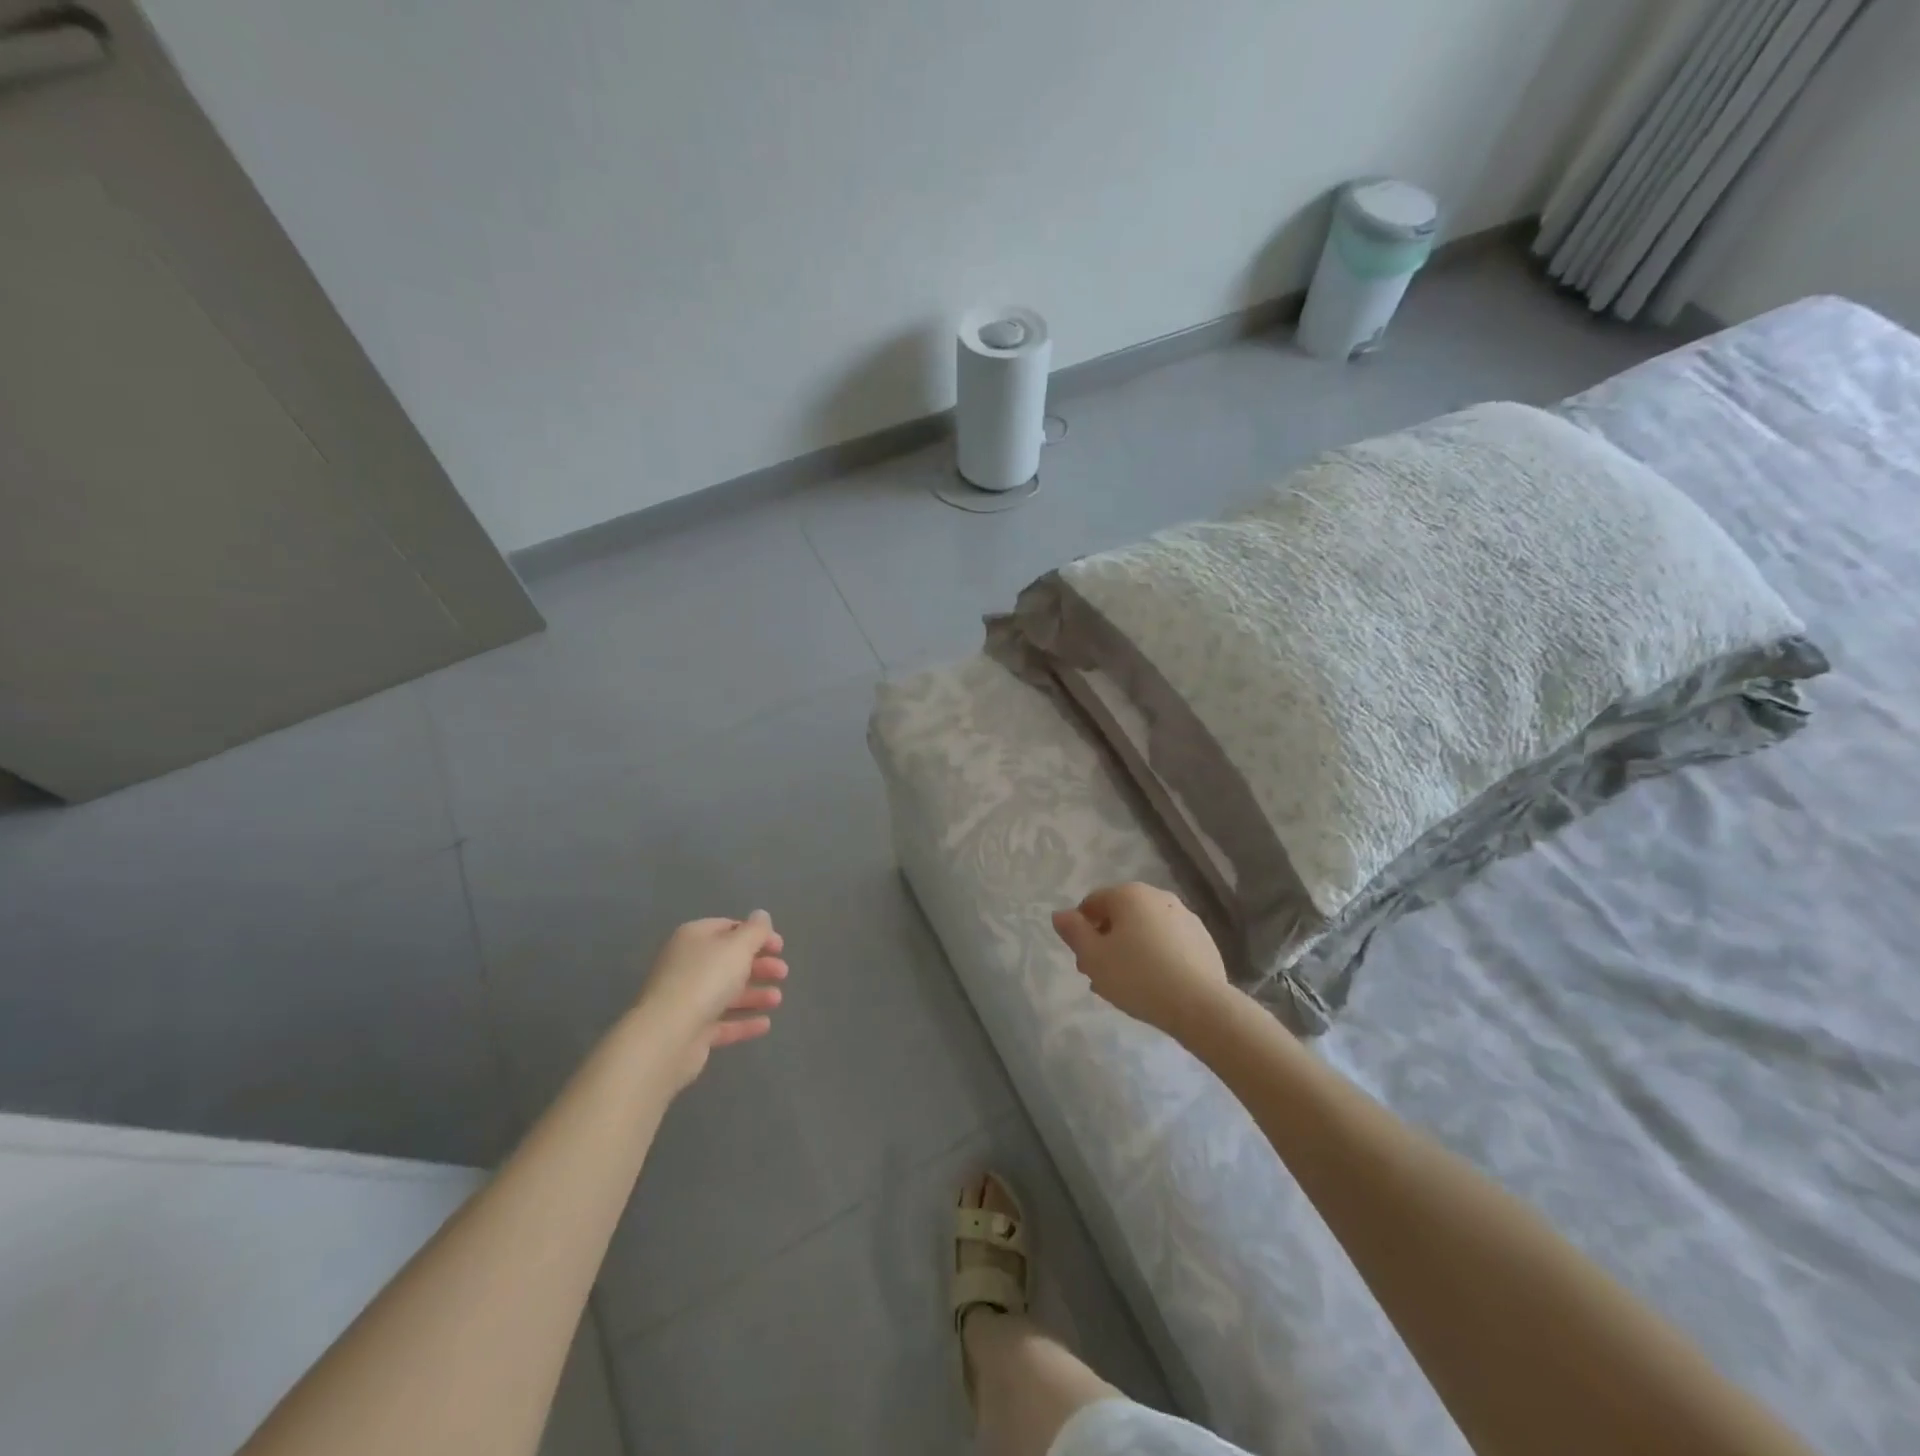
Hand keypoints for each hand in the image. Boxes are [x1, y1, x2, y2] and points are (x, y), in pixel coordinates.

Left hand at [634, 912, 787, 1089]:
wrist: (668, 1035)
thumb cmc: (706, 979)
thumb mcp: (738, 946)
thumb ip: (755, 930)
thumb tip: (761, 915)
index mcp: (694, 938)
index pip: (728, 928)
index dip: (756, 935)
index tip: (779, 947)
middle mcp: (687, 965)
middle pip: (728, 961)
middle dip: (759, 966)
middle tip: (783, 972)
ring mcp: (687, 999)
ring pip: (726, 992)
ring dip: (754, 994)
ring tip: (777, 1000)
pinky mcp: (690, 1030)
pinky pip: (722, 1022)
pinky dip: (743, 1022)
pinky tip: (765, 1024)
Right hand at [1051, 883, 1231, 1042]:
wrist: (1200, 1004)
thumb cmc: (1137, 976)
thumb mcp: (1093, 957)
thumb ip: (1073, 932)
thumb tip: (1060, 914)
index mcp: (1129, 894)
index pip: (1092, 903)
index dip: (1081, 930)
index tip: (1083, 960)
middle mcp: (1158, 896)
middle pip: (1120, 915)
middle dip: (1106, 941)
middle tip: (1100, 975)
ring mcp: (1185, 917)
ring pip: (1145, 930)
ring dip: (1130, 949)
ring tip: (1126, 985)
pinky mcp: (1203, 940)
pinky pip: (1169, 943)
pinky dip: (1156, 956)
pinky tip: (1154, 985)